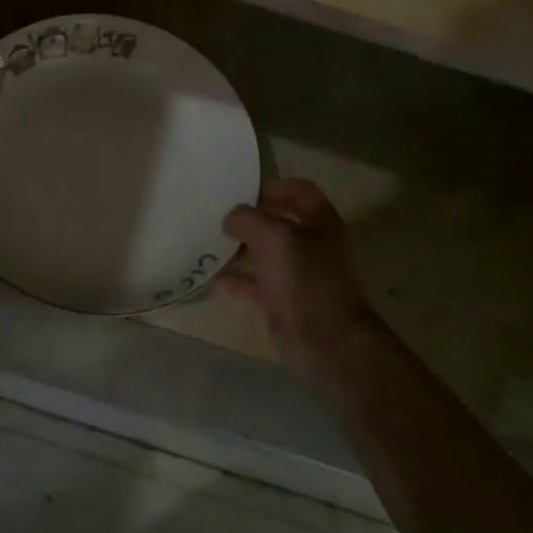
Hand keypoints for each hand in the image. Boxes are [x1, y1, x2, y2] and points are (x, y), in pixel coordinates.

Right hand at [219, 178, 375, 383]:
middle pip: (277, 224)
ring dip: (236, 250)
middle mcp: (311, 246)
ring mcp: (297, 277)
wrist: (327, 344)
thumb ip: (248, 219)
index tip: (242, 191)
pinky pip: (253, 285)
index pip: (301, 192)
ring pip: (263, 255)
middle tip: (215, 217)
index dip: (274, 187)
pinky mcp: (282, 303)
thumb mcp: (274, 237)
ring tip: (205, 243)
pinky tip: (209, 276)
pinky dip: (233, 280)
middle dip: (248, 220)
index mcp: (321, 223)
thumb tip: (231, 218)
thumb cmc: (306, 281)